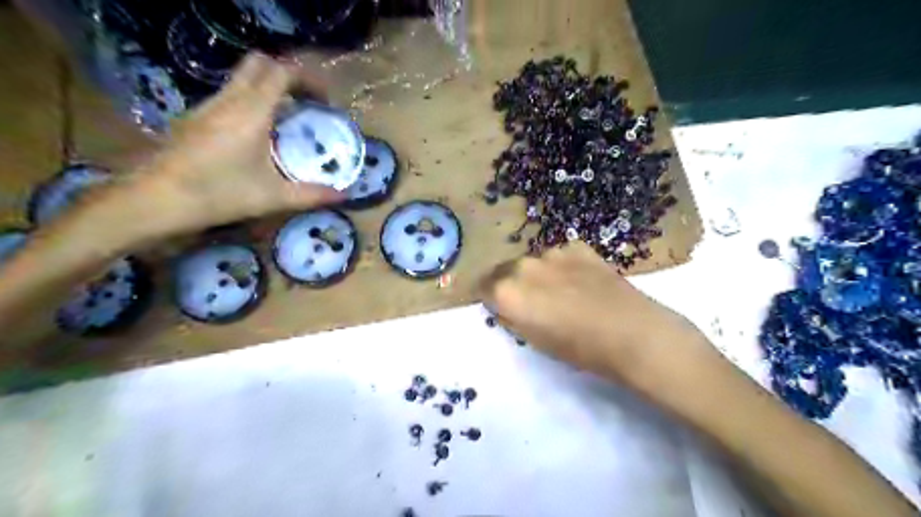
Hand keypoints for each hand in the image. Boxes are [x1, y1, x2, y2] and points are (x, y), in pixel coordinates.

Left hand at [129, 52, 344, 234]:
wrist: (155, 200)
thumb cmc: (219, 194)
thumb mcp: (273, 198)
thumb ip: (312, 194)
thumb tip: (345, 195)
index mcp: (251, 112)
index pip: (281, 72)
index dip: (307, 79)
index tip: (324, 100)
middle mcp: (228, 100)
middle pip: (259, 63)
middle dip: (287, 75)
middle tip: (306, 101)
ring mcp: (207, 105)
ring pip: (241, 78)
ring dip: (268, 88)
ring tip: (287, 118)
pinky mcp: (195, 116)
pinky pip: (229, 95)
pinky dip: (251, 101)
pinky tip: (257, 133)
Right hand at [479, 243, 703, 383]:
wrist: (631, 333)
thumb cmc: (579, 349)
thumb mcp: (534, 340)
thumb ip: (511, 317)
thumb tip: (504, 305)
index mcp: (507, 292)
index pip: (483, 286)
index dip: (490, 297)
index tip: (499, 305)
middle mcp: (523, 266)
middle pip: (505, 270)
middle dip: (510, 283)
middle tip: (529, 301)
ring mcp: (552, 252)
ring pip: (533, 261)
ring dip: (537, 273)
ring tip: (559, 290)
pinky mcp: (577, 247)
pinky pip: (559, 254)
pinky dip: (562, 266)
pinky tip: (579, 280)